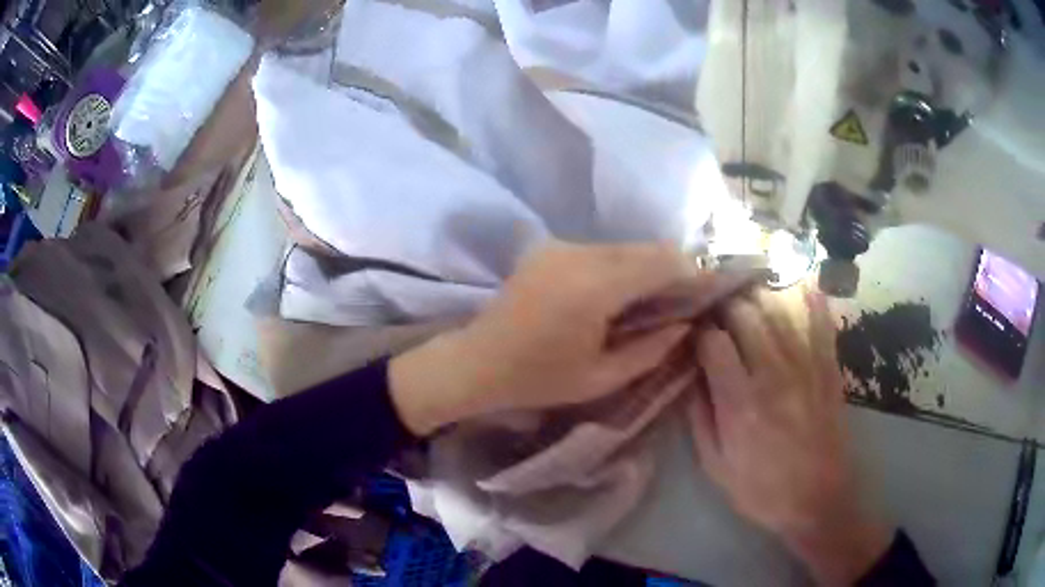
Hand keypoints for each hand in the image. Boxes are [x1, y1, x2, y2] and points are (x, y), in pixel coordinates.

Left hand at [389, 242, 695, 435]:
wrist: (476, 362)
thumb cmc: (538, 379)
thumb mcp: (602, 377)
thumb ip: (652, 350)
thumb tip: (685, 326)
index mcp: (594, 287)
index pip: (661, 262)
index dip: (691, 273)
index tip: (709, 291)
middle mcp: (579, 254)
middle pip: (645, 249)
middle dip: (673, 269)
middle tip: (685, 299)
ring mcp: (560, 247)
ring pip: (624, 247)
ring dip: (646, 267)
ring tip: (655, 300)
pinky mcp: (549, 249)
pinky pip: (601, 251)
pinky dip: (621, 266)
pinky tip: (620, 295)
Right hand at [686, 288, 890, 585]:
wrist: (817, 500)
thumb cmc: (761, 489)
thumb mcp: (715, 466)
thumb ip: (699, 417)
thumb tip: (689, 374)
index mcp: (740, 402)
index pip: (713, 341)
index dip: (699, 330)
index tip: (693, 334)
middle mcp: (773, 373)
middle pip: (745, 313)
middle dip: (724, 305)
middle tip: (716, 310)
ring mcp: (806, 365)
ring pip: (779, 307)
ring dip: (757, 294)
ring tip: (745, 293)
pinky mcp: (829, 367)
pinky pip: (820, 320)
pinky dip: (810, 297)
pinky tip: (798, 283)